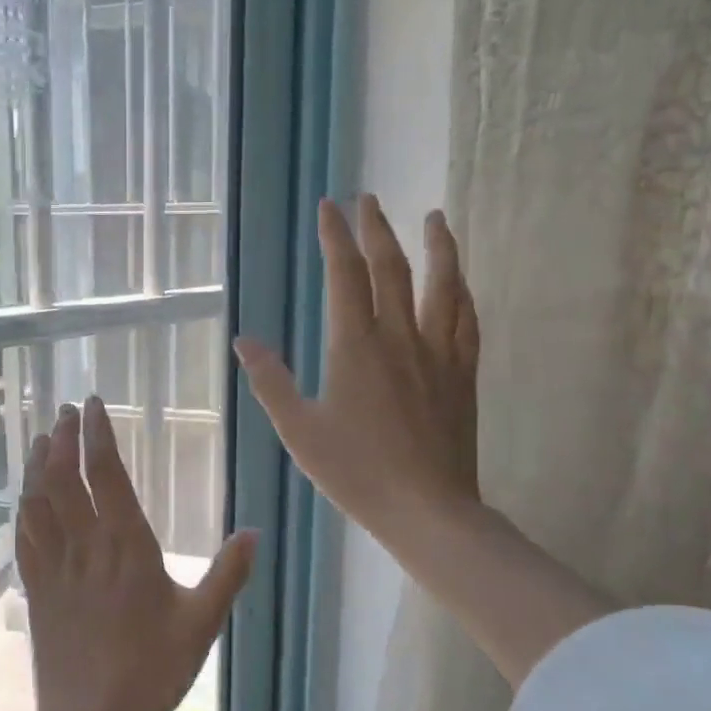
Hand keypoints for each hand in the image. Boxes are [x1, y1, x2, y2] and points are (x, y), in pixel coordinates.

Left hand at [0, 398, 254, 710]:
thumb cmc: (151, 671)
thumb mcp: (201, 624)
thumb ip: (227, 575)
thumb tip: (252, 532)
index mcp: (126, 546)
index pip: (107, 475)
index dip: (99, 435)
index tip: (95, 405)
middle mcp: (85, 546)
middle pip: (65, 478)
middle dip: (63, 438)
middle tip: (66, 412)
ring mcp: (54, 567)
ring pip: (38, 501)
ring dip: (38, 465)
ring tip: (41, 439)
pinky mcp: (36, 590)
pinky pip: (25, 537)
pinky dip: (24, 508)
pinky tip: (25, 497)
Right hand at [235, 195, 479, 553]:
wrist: (427, 511)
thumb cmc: (355, 472)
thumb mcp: (298, 430)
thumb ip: (270, 381)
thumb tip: (244, 340)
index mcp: (355, 347)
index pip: (345, 275)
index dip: (335, 237)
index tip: (329, 207)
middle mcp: (400, 338)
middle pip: (392, 268)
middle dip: (377, 228)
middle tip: (368, 199)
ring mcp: (438, 354)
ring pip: (442, 286)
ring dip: (437, 247)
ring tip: (434, 218)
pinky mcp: (462, 376)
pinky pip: (467, 322)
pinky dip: (463, 293)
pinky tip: (460, 283)